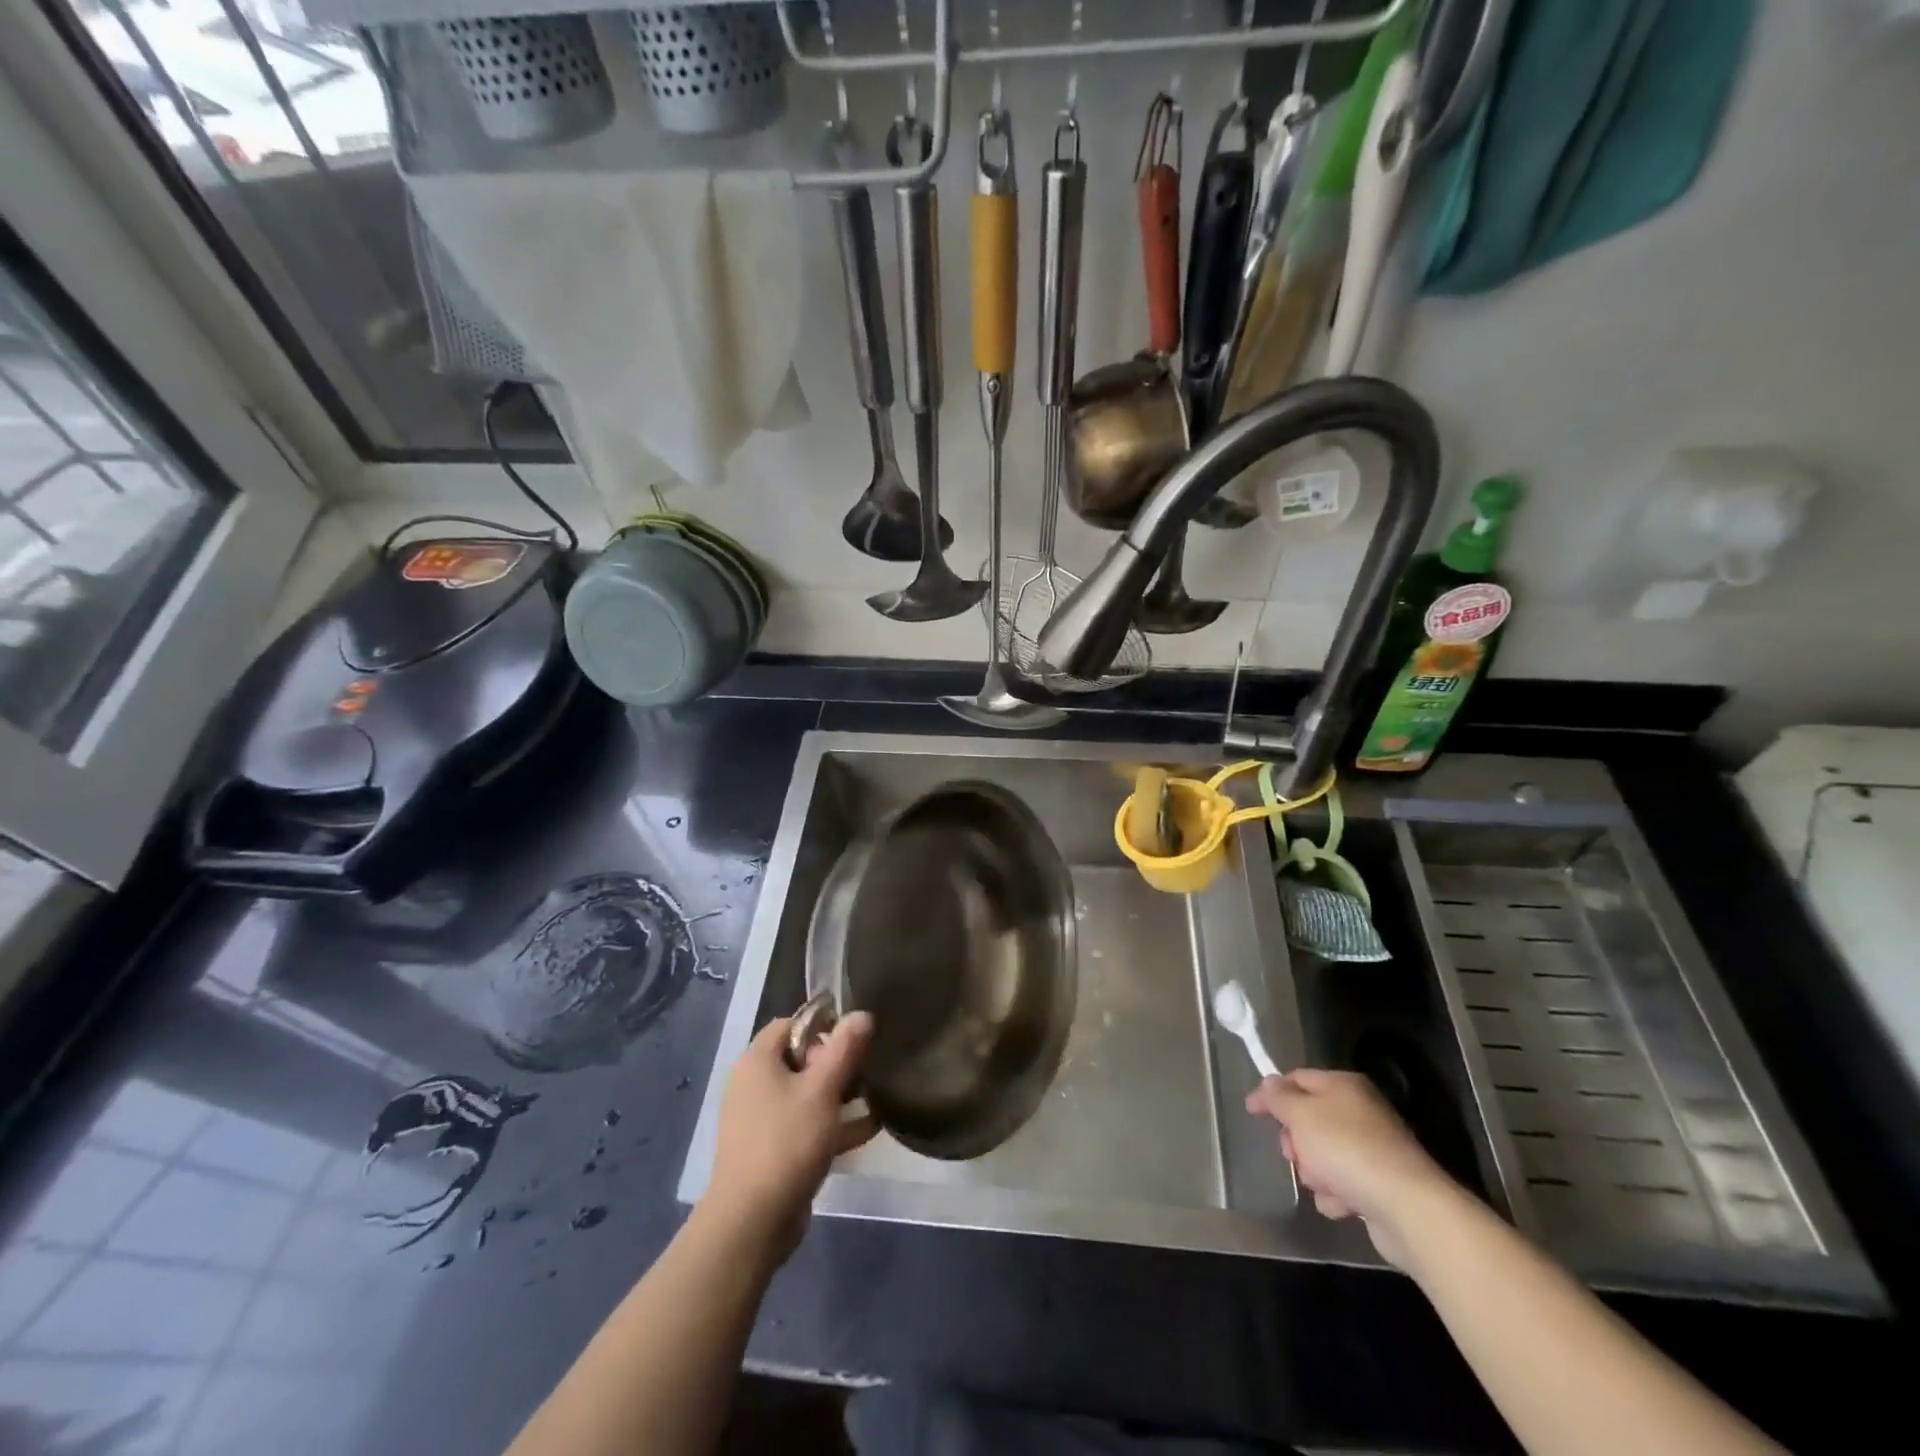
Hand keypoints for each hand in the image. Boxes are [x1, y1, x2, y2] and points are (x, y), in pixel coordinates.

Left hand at [702, 1012, 878, 1263]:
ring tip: (877, 1094)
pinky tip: (872, 1127)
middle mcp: (754, 1085)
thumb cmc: (786, 1142)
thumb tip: (862, 1014)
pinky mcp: (773, 1151)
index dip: (823, 1026)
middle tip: (867, 1069)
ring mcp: (762, 1121)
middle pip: (801, 1059)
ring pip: (807, 1094)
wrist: (751, 1222)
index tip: (853, 1038)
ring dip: (840, 1094)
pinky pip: (807, 1126)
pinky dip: (834, 1124)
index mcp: (757, 1061)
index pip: (791, 1025)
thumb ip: (844, 1049)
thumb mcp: (822, 1090)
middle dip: (837, 1062)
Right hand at [1245, 1068, 1455, 1267]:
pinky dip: (1336, 1194)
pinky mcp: (1379, 1184)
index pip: (1297, 1078)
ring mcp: (1372, 1149)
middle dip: (1295, 1140)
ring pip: (1323, 1154)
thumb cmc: (1346, 1149)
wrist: (1407, 1208)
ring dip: (1315, 1171)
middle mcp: (1360, 1111)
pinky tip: (1342, 1204)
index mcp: (1344, 1086)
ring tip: (1324, 1183)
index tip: (1251, 1111)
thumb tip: (1269, 1083)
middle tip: (1292, 1154)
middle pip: (1309, 1119)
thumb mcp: (1301, 1114)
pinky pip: (1343, 1183)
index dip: (1271, 1092)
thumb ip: (1279, 1097)